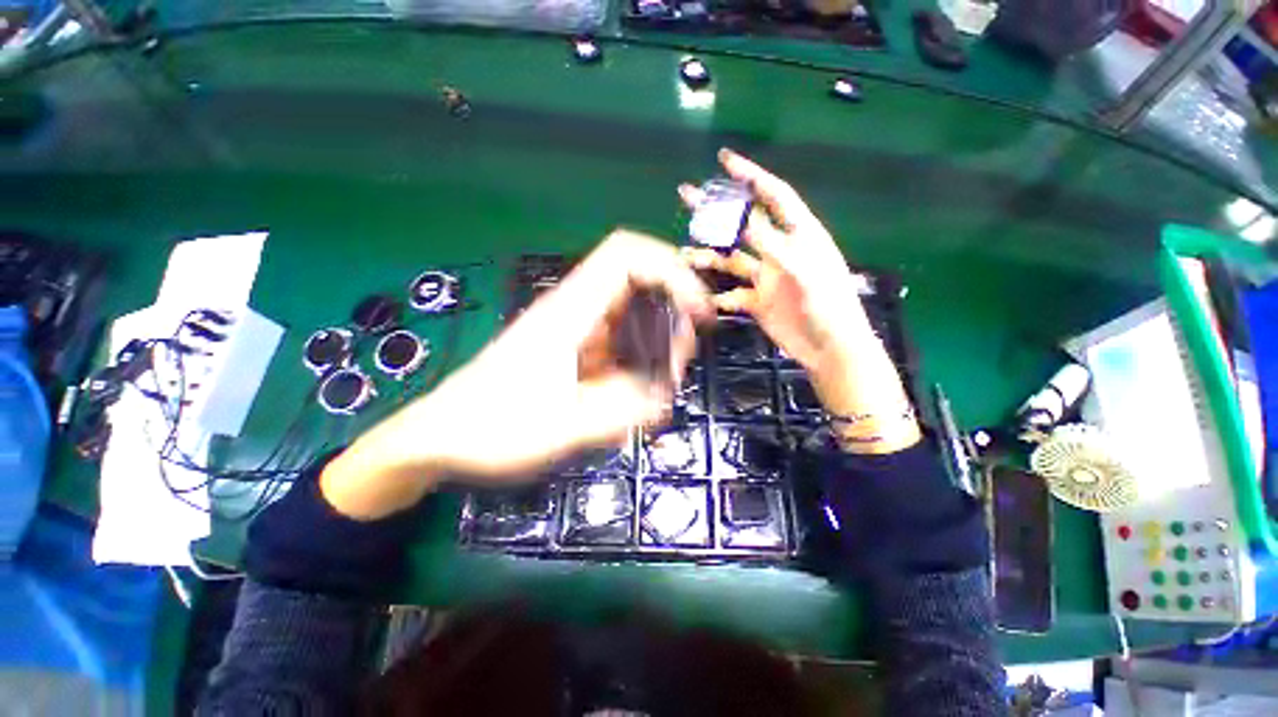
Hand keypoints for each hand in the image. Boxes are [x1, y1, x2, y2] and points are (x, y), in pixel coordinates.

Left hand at [321, 230, 711, 518]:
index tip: (700, 312)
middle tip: (677, 364)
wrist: (440, 437)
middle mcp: (576, 311)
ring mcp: (574, 330)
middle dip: (672, 316)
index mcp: (571, 311)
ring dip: (657, 343)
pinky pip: (619, 342)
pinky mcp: (572, 350)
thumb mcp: (564, 426)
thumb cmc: (493, 427)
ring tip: (660, 383)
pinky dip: (639, 361)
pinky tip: (635, 393)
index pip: (628, 256)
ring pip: (632, 315)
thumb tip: (665, 397)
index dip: (672, 271)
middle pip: (639, 283)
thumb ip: (622, 410)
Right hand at [681, 149, 919, 453]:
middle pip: (742, 224)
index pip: (773, 196)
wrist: (830, 348)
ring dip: (708, 256)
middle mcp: (778, 252)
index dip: (751, 176)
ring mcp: (765, 278)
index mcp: (799, 235)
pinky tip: (703, 298)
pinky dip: (717, 296)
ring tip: (683, 254)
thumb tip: (742, 219)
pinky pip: (731, 294)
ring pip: (730, 260)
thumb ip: (773, 246)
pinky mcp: (757, 301)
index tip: (725, 160)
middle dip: (716, 210)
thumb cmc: (828, 306)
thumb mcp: (803, 271)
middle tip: (687, 196)